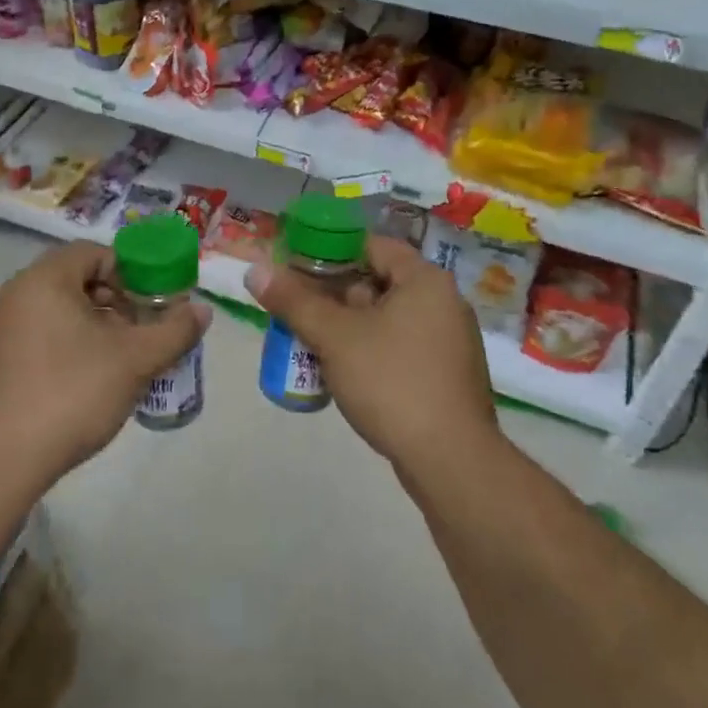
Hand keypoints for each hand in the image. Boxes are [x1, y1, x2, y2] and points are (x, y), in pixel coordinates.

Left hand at [0, 242, 210, 494]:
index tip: (153, 304)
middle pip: (78, 281)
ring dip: (96, 329)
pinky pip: (39, 339)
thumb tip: (202, 311)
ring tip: (121, 363)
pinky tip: (87, 386)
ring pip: (60, 313)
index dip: (132, 272)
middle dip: (117, 303)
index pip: (95, 252)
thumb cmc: (68, 395)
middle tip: (141, 334)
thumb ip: (174, 331)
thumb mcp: (134, 361)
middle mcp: (15, 294)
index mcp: (45, 279)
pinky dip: (69, 349)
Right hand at [244, 236, 499, 484]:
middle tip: (296, 309)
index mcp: (425, 279)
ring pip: (387, 318)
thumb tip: (255, 270)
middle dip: (334, 295)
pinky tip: (343, 373)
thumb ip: (294, 301)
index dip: (330, 252)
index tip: (295, 267)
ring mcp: (450, 341)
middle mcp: (444, 301)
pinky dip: (371, 351)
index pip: (371, 246)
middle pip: (378, 282)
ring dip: (349, 326)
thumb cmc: (392, 382)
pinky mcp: (447, 376)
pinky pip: (401, 347)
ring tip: (310, 341)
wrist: (452, 462)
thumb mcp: (335, 337)